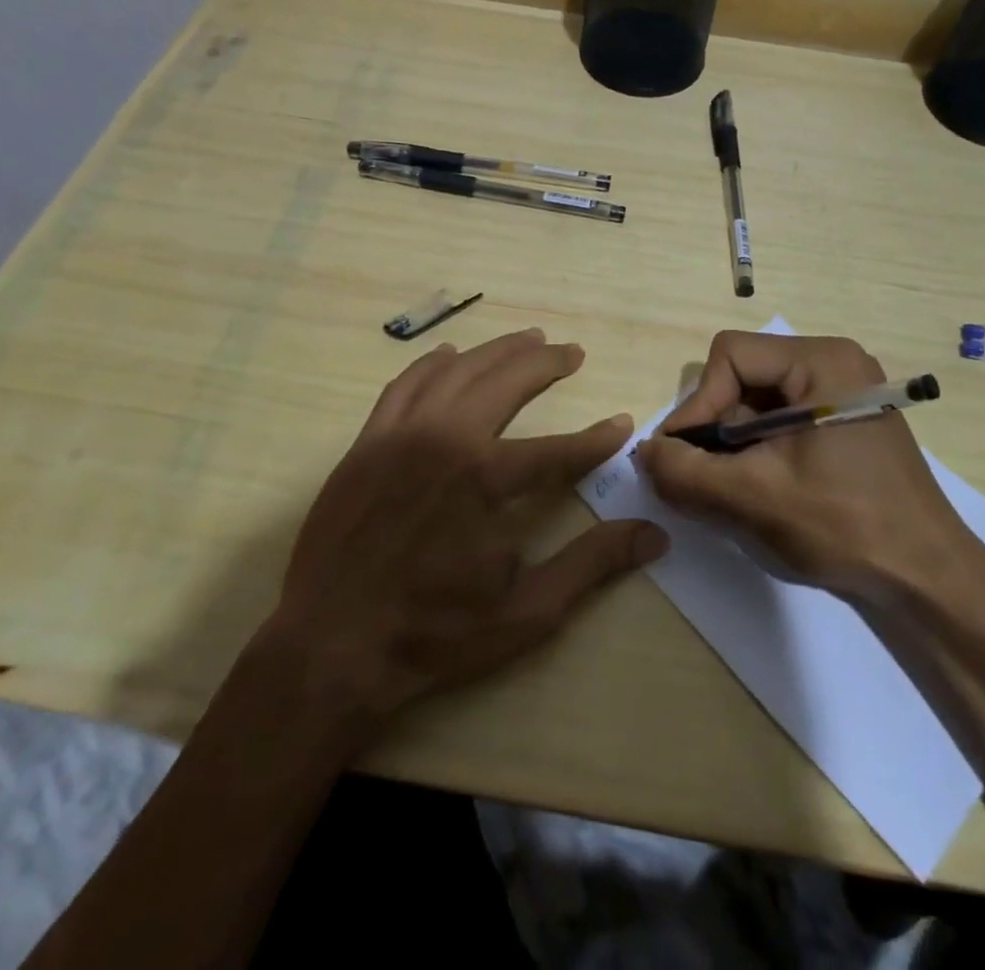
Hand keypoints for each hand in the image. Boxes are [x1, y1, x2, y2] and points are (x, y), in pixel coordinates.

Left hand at [269, 329, 668, 719]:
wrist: (331, 646)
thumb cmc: (434, 634)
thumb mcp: (526, 611)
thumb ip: (591, 564)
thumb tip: (654, 535)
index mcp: (486, 480)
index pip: (558, 449)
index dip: (596, 439)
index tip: (622, 424)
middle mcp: (446, 440)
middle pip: (507, 382)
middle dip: (546, 363)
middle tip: (572, 352)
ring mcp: (401, 435)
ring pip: (457, 371)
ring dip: (497, 351)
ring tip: (527, 339)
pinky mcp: (368, 442)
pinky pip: (404, 385)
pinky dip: (431, 364)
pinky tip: (450, 355)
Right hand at [638, 331, 984, 607]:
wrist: (928, 582)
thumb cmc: (844, 526)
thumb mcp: (752, 498)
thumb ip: (684, 472)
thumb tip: (644, 453)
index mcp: (822, 360)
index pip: (730, 356)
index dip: (699, 404)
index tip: (685, 456)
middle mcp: (834, 363)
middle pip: (743, 376)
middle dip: (716, 428)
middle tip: (707, 477)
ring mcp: (844, 393)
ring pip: (758, 401)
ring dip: (734, 444)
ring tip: (732, 490)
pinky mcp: (846, 423)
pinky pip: (781, 420)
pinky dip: (757, 451)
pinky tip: (760, 490)